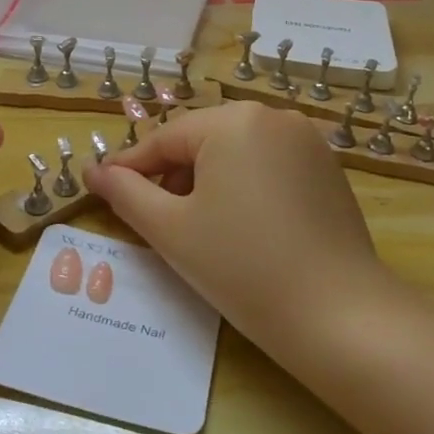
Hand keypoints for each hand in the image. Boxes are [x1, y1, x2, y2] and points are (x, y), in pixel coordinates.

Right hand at [84, 101, 386, 353]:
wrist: (340, 317)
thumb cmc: (242, 267)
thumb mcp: (170, 230)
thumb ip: (126, 193)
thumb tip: (94, 171)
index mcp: (233, 121)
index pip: (165, 139)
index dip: (131, 167)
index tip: (103, 189)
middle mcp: (272, 116)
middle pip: (202, 141)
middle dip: (173, 176)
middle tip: (155, 219)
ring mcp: (307, 140)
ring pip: (236, 152)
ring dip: (208, 181)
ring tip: (197, 227)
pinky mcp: (328, 167)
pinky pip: (269, 164)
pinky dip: (245, 186)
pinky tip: (242, 226)